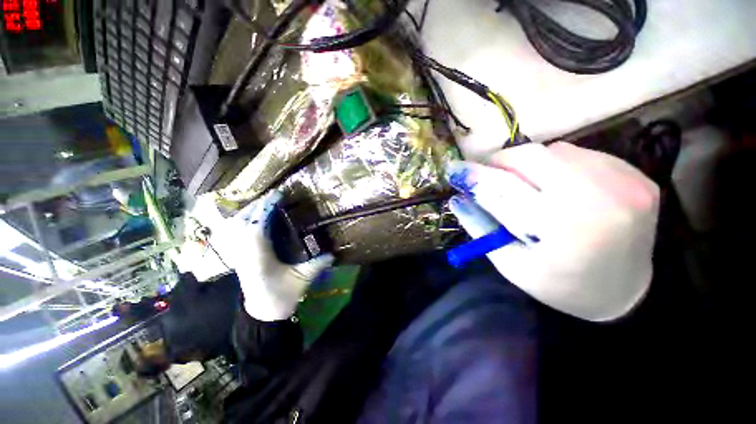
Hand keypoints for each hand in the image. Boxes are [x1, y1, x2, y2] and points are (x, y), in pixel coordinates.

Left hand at [214, 191, 333, 320]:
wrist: (263, 312)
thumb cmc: (282, 296)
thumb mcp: (302, 279)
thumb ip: (317, 265)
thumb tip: (333, 253)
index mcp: (259, 258)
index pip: (257, 227)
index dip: (266, 209)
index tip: (278, 196)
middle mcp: (244, 254)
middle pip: (242, 223)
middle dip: (256, 206)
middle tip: (273, 196)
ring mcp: (238, 255)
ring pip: (234, 227)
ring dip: (248, 212)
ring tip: (262, 203)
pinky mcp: (238, 256)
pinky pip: (234, 234)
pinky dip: (241, 222)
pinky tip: (250, 218)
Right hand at [447, 143, 659, 320]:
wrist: (626, 293)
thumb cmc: (559, 285)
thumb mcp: (511, 264)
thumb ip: (480, 228)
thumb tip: (457, 199)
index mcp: (562, 230)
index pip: (503, 190)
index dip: (473, 177)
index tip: (453, 169)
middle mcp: (599, 198)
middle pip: (530, 158)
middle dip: (498, 161)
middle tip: (485, 172)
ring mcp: (625, 182)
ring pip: (554, 150)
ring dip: (525, 162)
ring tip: (520, 182)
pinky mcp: (636, 175)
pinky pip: (581, 154)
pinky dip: (556, 163)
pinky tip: (555, 183)